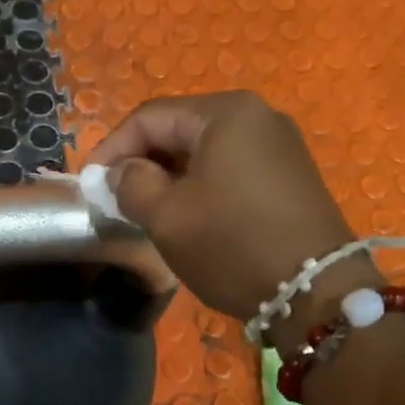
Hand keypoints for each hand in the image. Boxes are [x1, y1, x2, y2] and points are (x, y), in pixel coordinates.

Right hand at [86, 92, 357, 324]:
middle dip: (142, 162)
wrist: (315, 291)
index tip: (89, 185)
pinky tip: (191, 216)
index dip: (111, 149)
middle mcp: (257, 116)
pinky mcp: (291, 176)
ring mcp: (280, 145)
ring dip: (171, 177)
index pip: (150, 117)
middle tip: (117, 200)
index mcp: (225, 113)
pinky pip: (232, 168)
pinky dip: (202, 186)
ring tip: (148, 211)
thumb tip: (123, 172)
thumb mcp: (167, 217)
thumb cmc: (232, 245)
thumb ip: (132, 184)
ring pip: (206, 151)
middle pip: (180, 129)